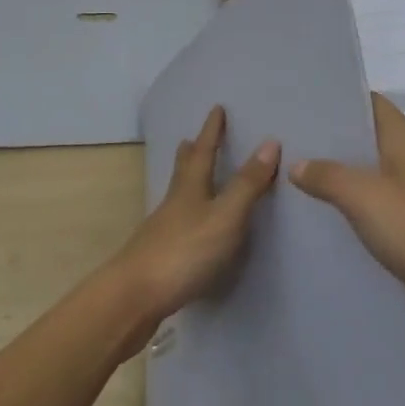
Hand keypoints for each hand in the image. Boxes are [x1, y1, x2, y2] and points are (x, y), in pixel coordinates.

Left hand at [111, 106, 279, 352]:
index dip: (212, 130)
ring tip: (191, 175)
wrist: (134, 297)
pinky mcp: (159, 256)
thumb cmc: (184, 252)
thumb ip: (247, 184)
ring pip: (177, 195)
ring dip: (186, 180)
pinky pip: (177, 222)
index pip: (204, 151)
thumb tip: (270, 142)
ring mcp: (163, 230)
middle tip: (191, 138)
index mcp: (191, 188)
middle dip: (191, 153)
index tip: (216, 108)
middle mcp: (174, 203)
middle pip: (183, 170)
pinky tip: (189, 226)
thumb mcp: (225, 216)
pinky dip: (186, 212)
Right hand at [292, 93, 404, 351]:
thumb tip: (298, 163)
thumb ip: (329, 176)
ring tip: (295, 185)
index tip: (295, 105)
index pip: (367, 102)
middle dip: (330, 143)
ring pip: (375, 177)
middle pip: (368, 139)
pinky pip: (385, 211)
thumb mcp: (368, 199)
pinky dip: (360, 214)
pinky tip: (331, 227)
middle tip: (283, 148)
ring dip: (342, 181)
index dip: (333, 100)